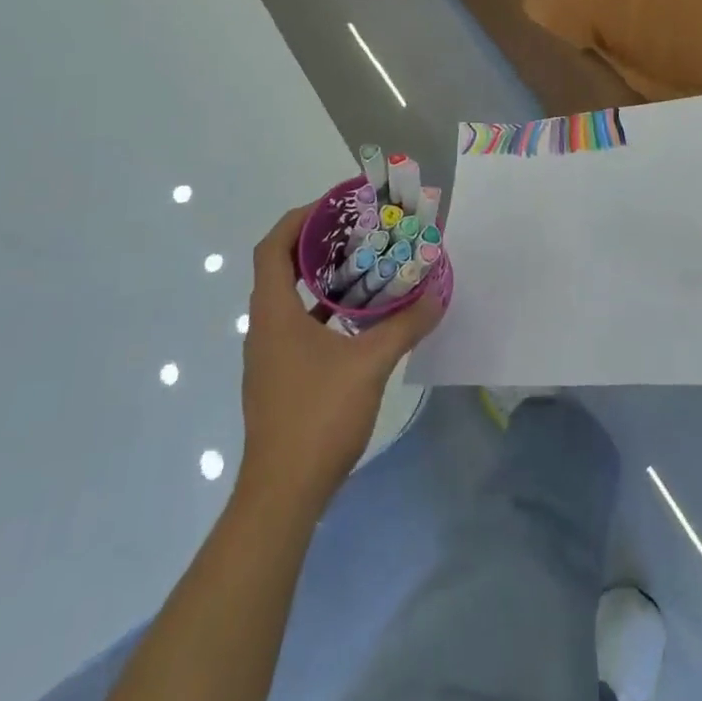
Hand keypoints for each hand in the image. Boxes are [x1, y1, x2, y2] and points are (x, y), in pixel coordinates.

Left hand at [238, 206, 443, 512]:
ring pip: (291, 299)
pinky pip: (299, 326)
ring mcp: (270, 355)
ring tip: (363, 265)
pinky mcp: (280, 377)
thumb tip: (437, 296)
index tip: (334, 206)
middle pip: (281, 267)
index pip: (273, 247)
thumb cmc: (317, 417)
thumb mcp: (369, 365)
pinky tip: (358, 319)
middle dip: (316, 243)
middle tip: (357, 230)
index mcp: (273, 313)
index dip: (299, 219)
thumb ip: (404, 326)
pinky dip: (323, 311)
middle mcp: (264, 327)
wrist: (282, 495)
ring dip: (321, 278)